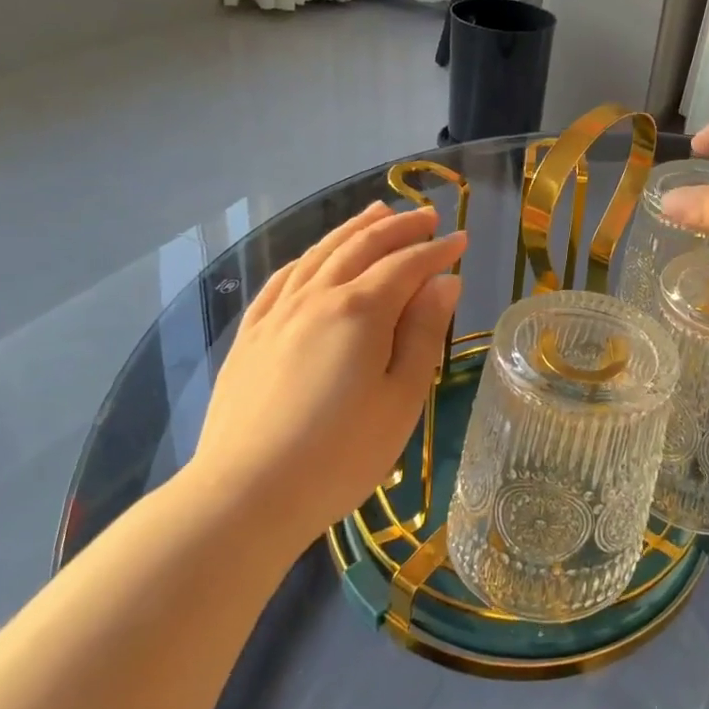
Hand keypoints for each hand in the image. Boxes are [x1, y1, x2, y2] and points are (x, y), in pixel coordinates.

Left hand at [187, 202, 465, 542]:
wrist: (246, 495)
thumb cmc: (340, 454)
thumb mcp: (401, 398)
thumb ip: (423, 333)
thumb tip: (445, 284)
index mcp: (360, 311)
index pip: (407, 264)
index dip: (438, 250)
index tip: (462, 240)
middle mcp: (317, 297)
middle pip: (362, 246)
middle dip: (399, 227)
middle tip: (428, 216)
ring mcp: (277, 313)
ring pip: (320, 253)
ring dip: (354, 229)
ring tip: (377, 212)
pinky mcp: (251, 335)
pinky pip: (282, 278)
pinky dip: (308, 256)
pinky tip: (316, 256)